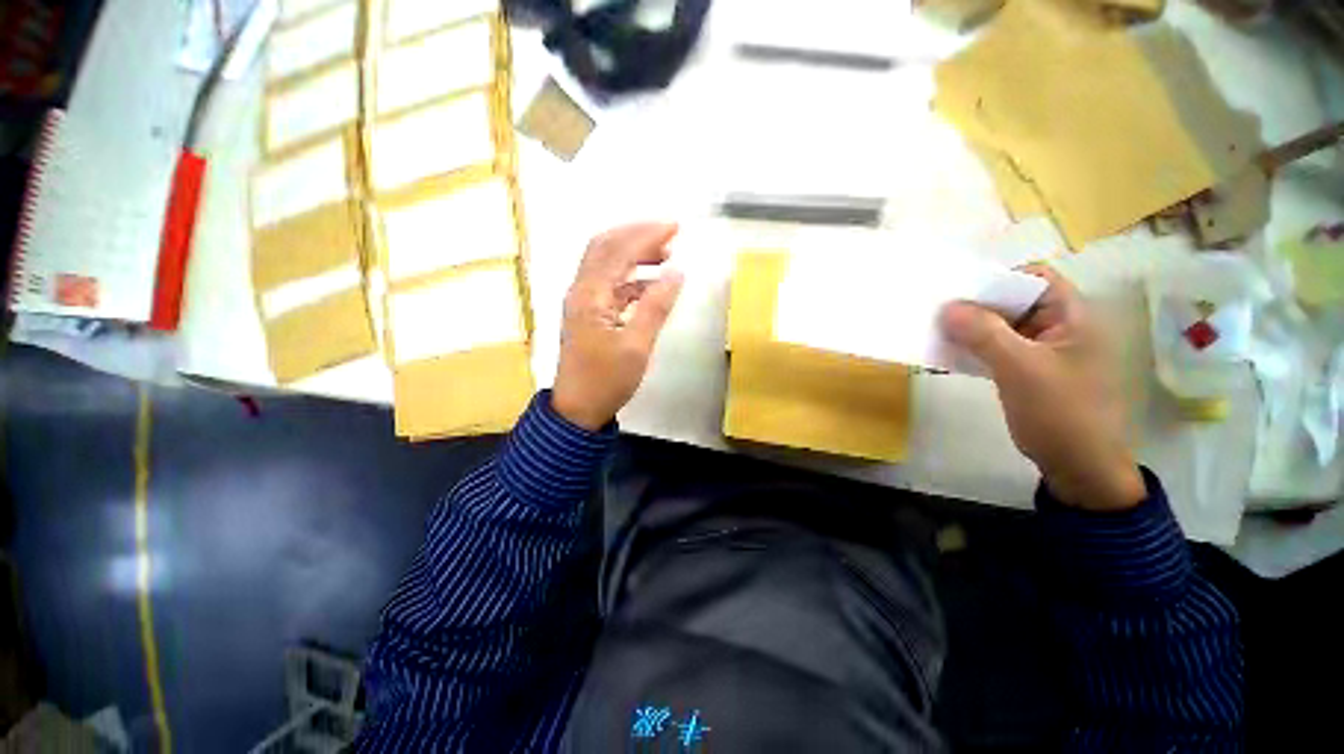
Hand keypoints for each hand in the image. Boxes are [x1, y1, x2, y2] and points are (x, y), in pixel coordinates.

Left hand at [552, 223, 684, 430]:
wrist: (578, 410)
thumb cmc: (607, 381)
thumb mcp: (637, 346)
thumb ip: (656, 306)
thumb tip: (676, 273)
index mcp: (590, 295)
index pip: (617, 250)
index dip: (646, 235)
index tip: (675, 228)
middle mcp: (581, 291)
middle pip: (605, 248)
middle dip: (638, 236)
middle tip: (669, 235)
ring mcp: (583, 302)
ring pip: (606, 264)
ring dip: (634, 255)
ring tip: (665, 255)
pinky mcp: (588, 314)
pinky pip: (610, 285)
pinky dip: (631, 278)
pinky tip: (651, 284)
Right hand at [940, 265, 1144, 510]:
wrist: (1078, 465)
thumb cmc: (1060, 412)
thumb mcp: (1021, 369)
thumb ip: (984, 334)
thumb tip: (947, 307)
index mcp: (1073, 317)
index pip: (1035, 278)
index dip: (998, 280)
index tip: (959, 292)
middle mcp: (1060, 327)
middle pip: (1014, 302)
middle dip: (977, 305)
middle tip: (938, 312)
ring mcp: (1043, 350)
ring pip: (1002, 326)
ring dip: (971, 328)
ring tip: (938, 331)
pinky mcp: (1028, 370)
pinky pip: (997, 348)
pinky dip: (975, 347)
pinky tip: (950, 354)